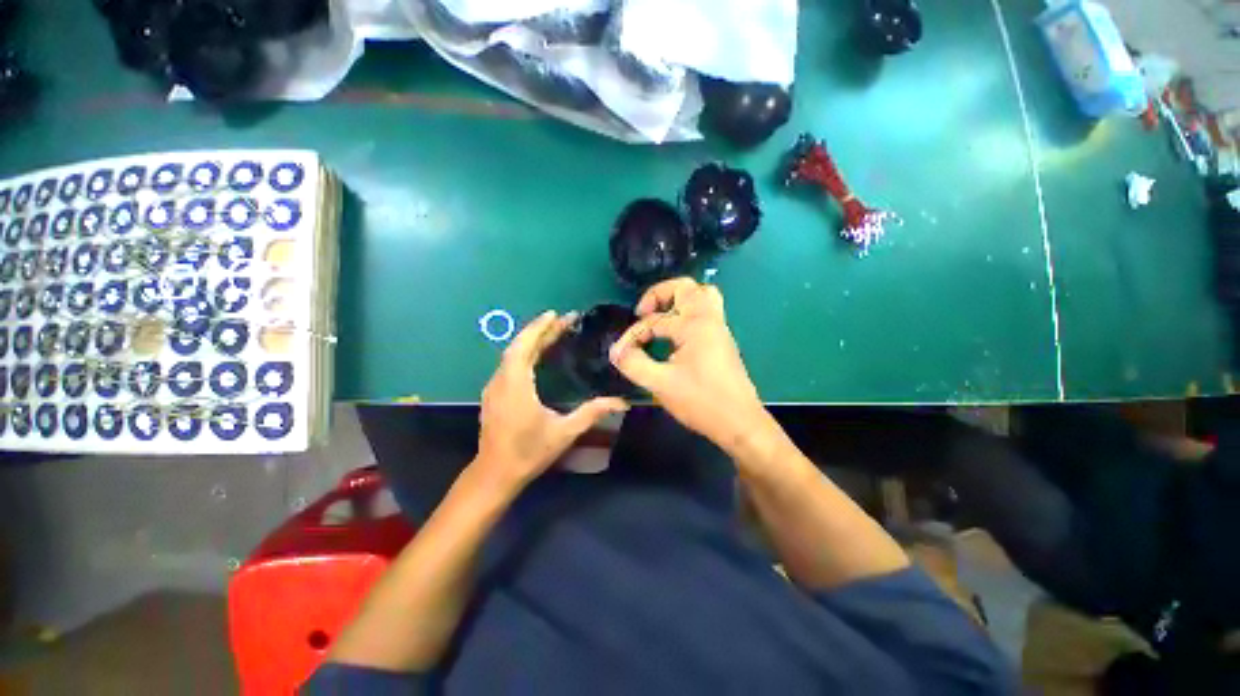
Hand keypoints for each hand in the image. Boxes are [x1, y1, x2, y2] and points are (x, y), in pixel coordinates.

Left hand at [474, 311, 628, 489]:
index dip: (539, 328)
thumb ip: (591, 413)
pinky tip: (537, 355)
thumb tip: (620, 402)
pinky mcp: (494, 394)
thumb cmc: (529, 452)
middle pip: (518, 346)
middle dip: (539, 330)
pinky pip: (508, 364)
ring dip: (531, 340)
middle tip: (563, 321)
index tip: (556, 314)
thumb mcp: (564, 433)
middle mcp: (501, 381)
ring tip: (553, 332)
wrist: (495, 474)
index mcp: (516, 385)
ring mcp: (494, 387)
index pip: (525, 347)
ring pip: (511, 354)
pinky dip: (524, 352)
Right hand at [609, 278, 771, 454]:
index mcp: (696, 324)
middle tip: (644, 313)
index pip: (655, 321)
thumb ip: (634, 364)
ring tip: (659, 319)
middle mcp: (710, 319)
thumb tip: (616, 351)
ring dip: (677, 302)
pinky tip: (673, 337)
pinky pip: (705, 314)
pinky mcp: (721, 342)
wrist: (740, 423)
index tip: (620, 354)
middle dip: (660, 295)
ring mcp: (719, 330)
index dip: (633, 335)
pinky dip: (686, 315)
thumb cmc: (702, 401)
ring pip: (701, 297)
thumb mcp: (661, 383)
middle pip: (687, 287)